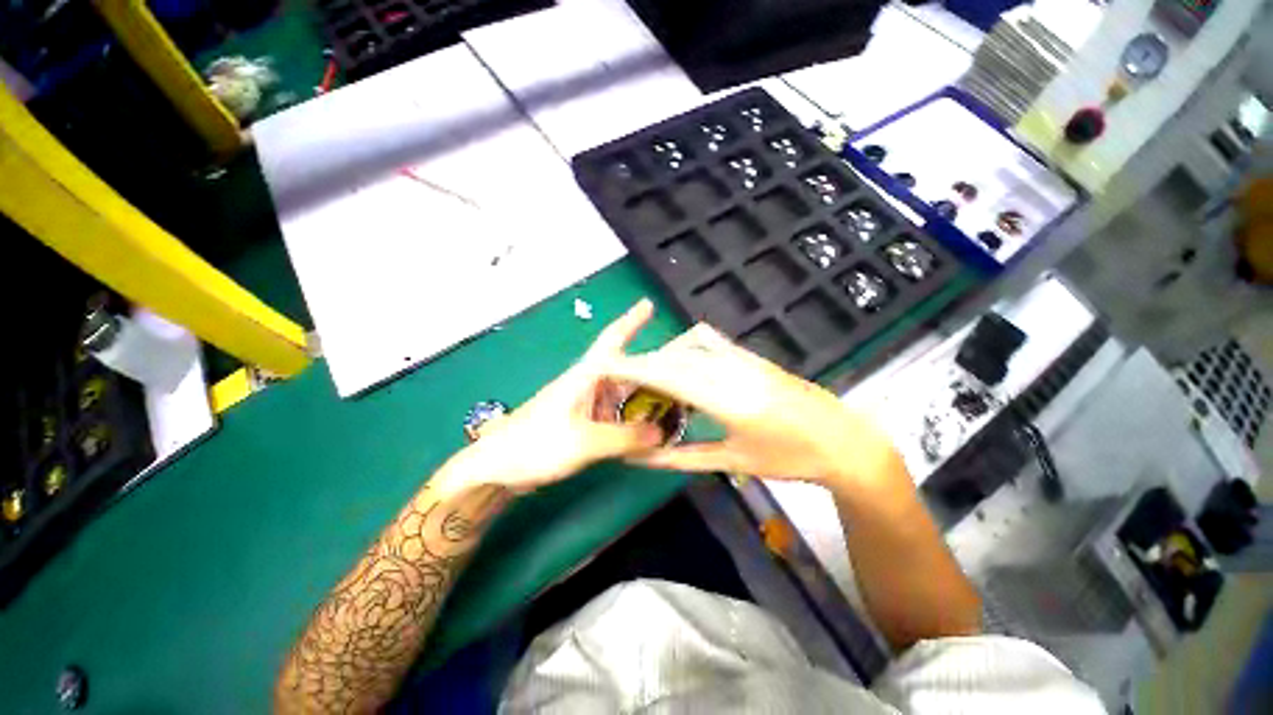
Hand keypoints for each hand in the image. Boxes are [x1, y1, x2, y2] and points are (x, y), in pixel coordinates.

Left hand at [445, 300, 665, 493]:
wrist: (498, 468)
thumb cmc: (535, 445)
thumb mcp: (584, 441)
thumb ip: (625, 437)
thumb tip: (661, 433)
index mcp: (586, 375)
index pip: (613, 339)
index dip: (631, 320)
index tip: (648, 304)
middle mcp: (589, 384)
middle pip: (628, 368)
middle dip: (655, 367)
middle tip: (686, 371)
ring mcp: (587, 404)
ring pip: (624, 393)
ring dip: (647, 395)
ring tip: (677, 400)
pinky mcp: (583, 422)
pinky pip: (617, 413)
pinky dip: (634, 417)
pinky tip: (649, 427)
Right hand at [605, 323, 902, 487]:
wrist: (843, 440)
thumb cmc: (789, 459)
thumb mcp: (733, 462)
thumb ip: (681, 457)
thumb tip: (641, 457)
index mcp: (728, 400)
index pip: (669, 376)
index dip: (634, 368)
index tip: (605, 366)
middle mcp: (733, 370)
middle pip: (675, 357)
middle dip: (642, 363)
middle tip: (621, 378)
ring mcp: (745, 358)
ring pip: (690, 346)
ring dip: (664, 356)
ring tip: (649, 376)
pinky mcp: (752, 355)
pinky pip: (709, 343)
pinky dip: (686, 349)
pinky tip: (681, 367)